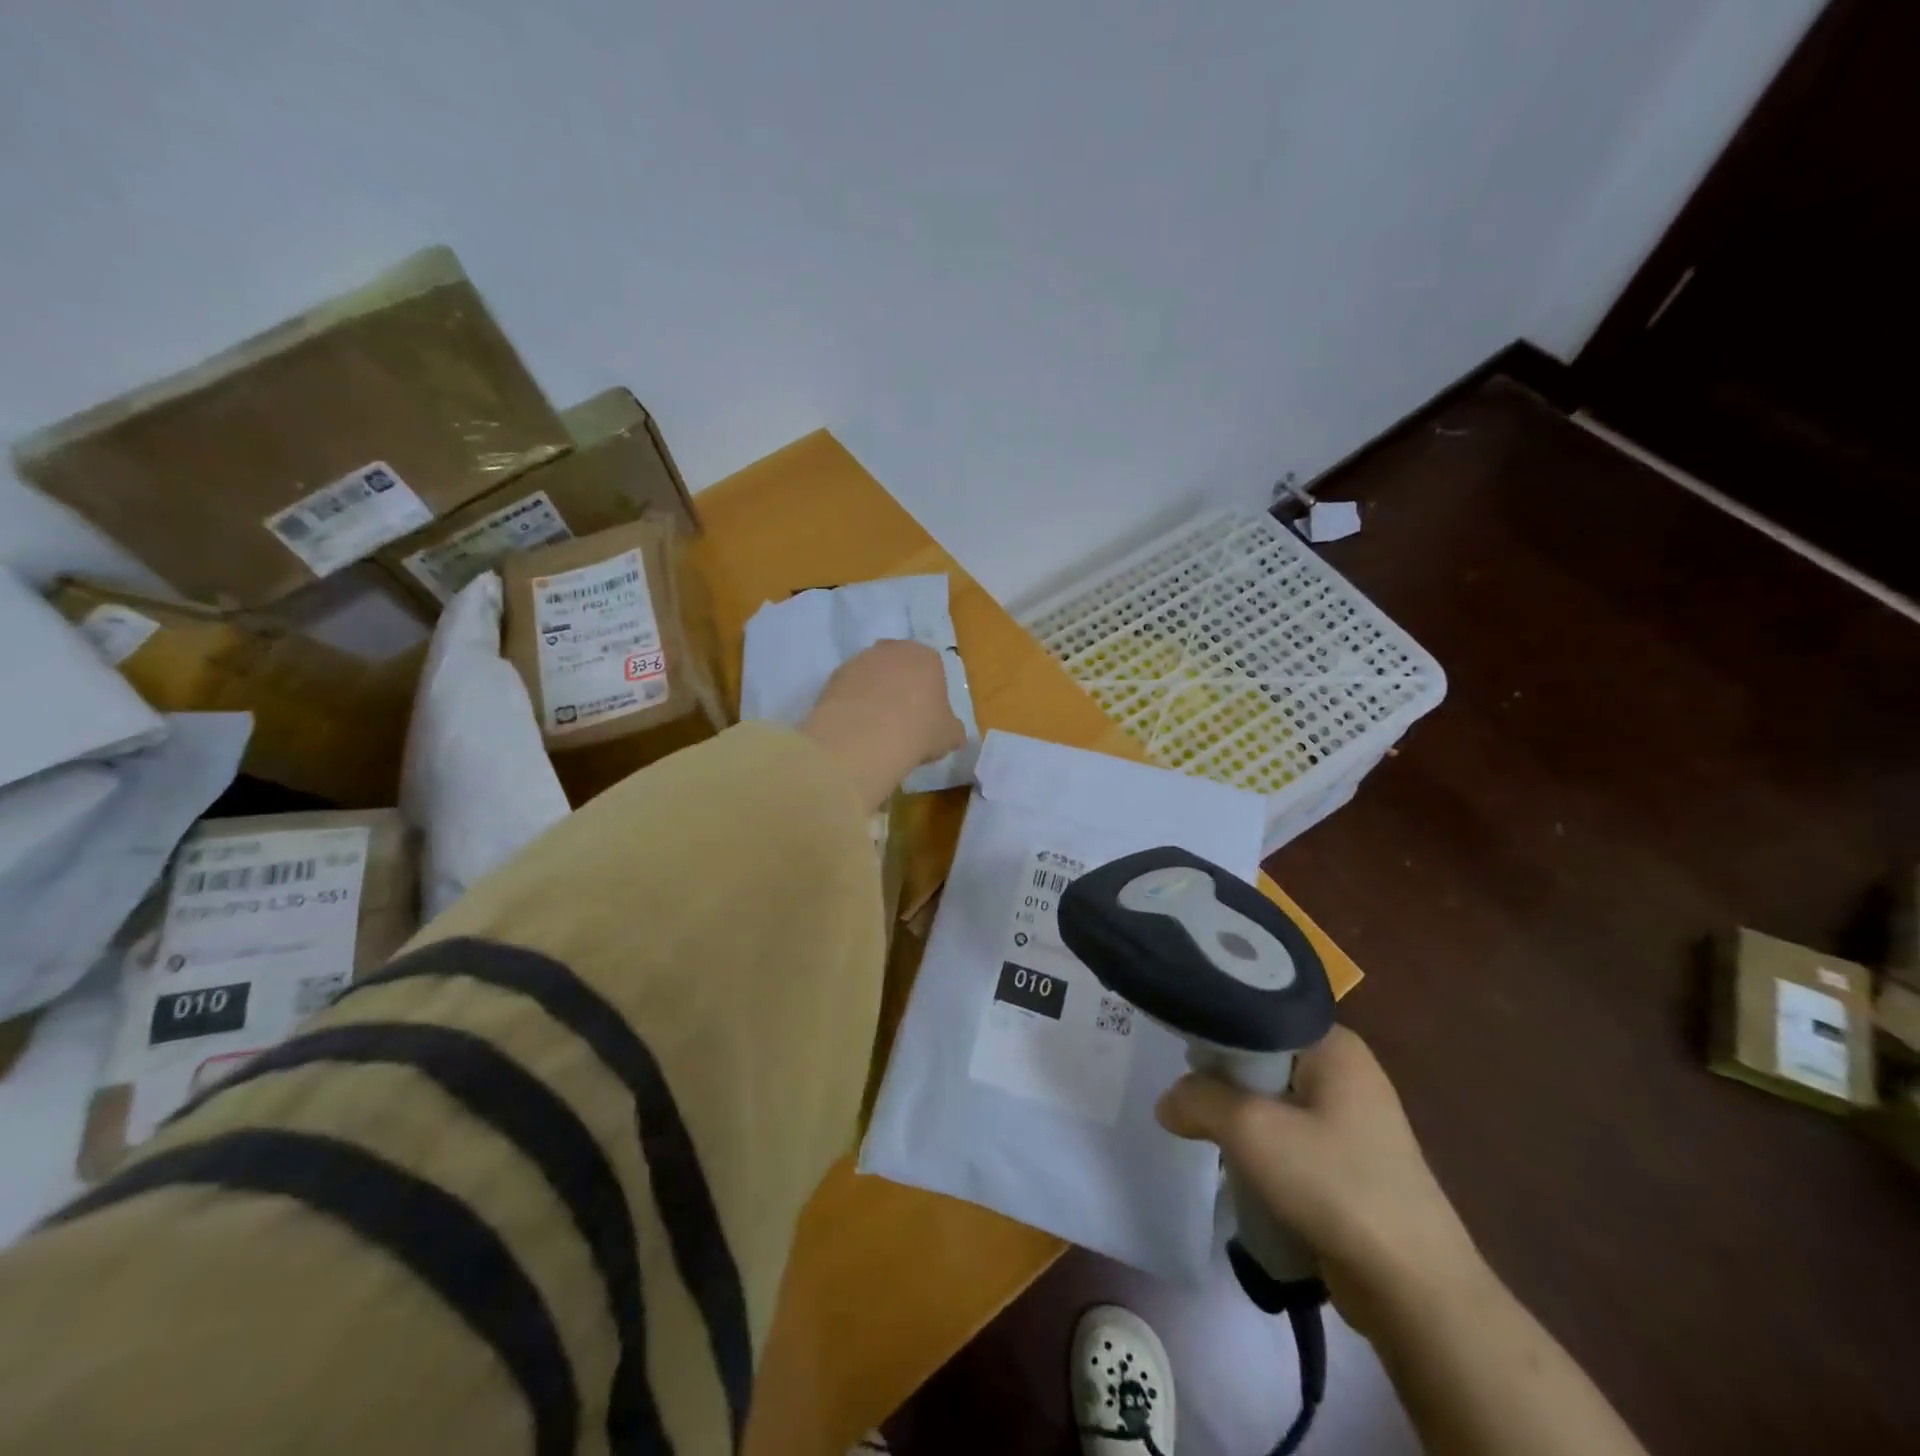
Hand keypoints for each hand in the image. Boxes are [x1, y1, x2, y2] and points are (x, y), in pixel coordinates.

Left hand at [800, 640, 966, 809]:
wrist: (865, 737)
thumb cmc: (919, 730)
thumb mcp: (949, 736)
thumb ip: (953, 729)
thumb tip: (952, 731)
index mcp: (926, 656)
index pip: (932, 669)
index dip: (930, 694)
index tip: (926, 718)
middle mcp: (892, 649)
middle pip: (899, 666)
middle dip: (900, 687)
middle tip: (901, 720)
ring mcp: (859, 659)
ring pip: (872, 675)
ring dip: (874, 693)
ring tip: (875, 727)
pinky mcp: (833, 676)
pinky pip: (849, 689)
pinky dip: (853, 704)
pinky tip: (856, 728)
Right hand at [1156, 1026, 1487, 1333]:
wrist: (1415, 1290)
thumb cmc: (1335, 1185)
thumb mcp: (1252, 1130)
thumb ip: (1198, 1100)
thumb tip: (1168, 1103)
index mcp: (1334, 1044)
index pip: (1258, 1013)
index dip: (1214, 1029)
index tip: (1178, 1049)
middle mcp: (1345, 1070)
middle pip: (1261, 1056)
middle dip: (1223, 1078)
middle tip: (1185, 1094)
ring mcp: (1351, 1118)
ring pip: (1272, 1099)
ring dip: (1239, 1117)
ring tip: (1203, 1129)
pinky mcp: (1348, 1161)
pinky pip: (1288, 1135)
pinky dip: (1261, 1146)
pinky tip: (1237, 1163)